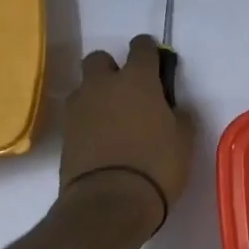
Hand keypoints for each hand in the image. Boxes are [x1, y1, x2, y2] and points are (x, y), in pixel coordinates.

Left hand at [59, 35, 194, 231]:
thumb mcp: (183, 140)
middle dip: (112, 68)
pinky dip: (88, 120)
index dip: (150, 52)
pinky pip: (77, 114)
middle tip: (129, 92)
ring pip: (85, 86)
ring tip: (113, 120)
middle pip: (100, 59)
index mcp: (137, 79)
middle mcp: (103, 84)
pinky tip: (101, 139)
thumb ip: (178, 114)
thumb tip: (171, 108)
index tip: (157, 65)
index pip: (141, 47)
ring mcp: (79, 107)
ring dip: (97, 94)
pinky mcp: (64, 132)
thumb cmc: (156, 166)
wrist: (109, 202)